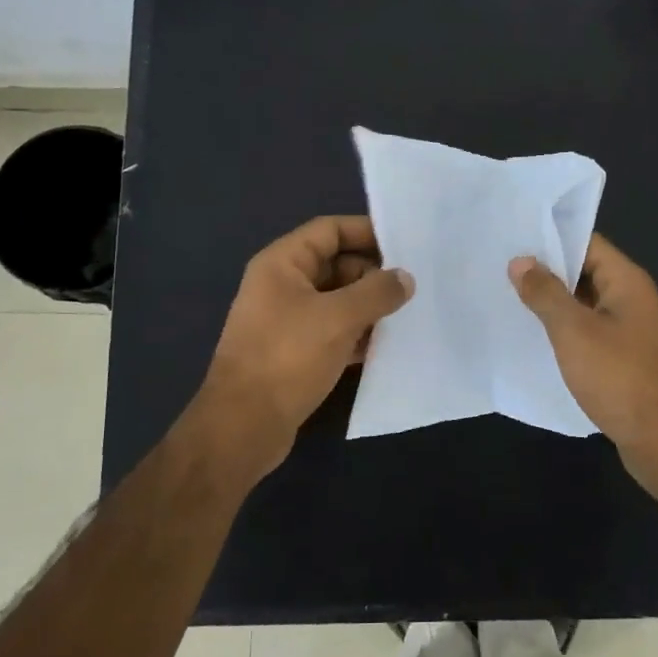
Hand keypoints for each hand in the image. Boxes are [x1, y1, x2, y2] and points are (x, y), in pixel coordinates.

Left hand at [200, 216, 412, 477]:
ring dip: (369, 307)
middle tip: (413, 286)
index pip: (329, 230)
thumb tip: (405, 278)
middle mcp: (282, 286)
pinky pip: (333, 331)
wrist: (244, 426)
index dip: (366, 231)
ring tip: (409, 314)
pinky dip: (357, 334)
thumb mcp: (338, 318)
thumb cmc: (288, 358)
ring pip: (337, 301)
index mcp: (282, 264)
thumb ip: (376, 292)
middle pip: (336, 265)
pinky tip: (386, 346)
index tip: (406, 243)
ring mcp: (287, 321)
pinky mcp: (294, 353)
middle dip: (373, 274)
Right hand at [509, 235, 657, 492]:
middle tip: (500, 271)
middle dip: (546, 273)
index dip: (551, 239)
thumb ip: (545, 294)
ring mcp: (631, 332)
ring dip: (553, 305)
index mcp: (626, 281)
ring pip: (585, 306)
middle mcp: (632, 300)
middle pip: (585, 273)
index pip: (587, 242)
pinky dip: (565, 333)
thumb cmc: (620, 377)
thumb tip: (521, 261)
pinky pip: (590, 334)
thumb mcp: (574, 331)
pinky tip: (535, 340)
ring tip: (508, 301)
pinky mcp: (625, 361)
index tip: (512, 240)